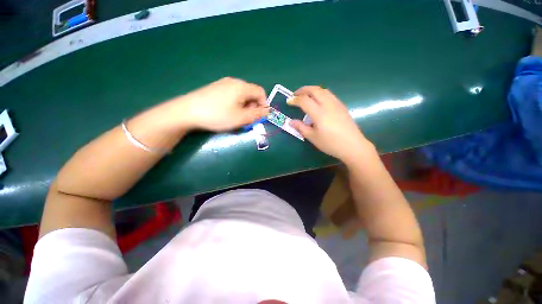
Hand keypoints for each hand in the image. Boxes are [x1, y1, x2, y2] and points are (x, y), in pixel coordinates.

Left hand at [176, 77, 268, 131]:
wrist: (188, 111)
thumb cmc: (218, 115)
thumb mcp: (241, 118)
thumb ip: (257, 115)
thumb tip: (267, 111)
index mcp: (242, 87)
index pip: (261, 92)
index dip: (264, 104)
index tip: (259, 116)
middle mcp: (234, 82)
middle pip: (251, 93)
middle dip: (253, 106)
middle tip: (247, 119)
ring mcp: (223, 83)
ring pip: (242, 94)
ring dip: (245, 106)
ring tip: (237, 117)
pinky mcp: (216, 88)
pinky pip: (232, 94)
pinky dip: (236, 103)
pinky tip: (227, 112)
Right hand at [289, 86, 373, 163]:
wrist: (353, 146)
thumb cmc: (331, 143)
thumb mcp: (313, 137)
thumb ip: (301, 128)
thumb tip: (291, 122)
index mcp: (319, 113)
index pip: (304, 100)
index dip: (295, 99)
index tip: (288, 101)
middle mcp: (328, 105)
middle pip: (314, 90)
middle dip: (303, 90)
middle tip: (295, 94)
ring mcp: (336, 104)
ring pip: (323, 90)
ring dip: (312, 90)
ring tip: (306, 95)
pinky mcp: (342, 106)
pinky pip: (329, 94)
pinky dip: (320, 93)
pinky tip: (318, 101)